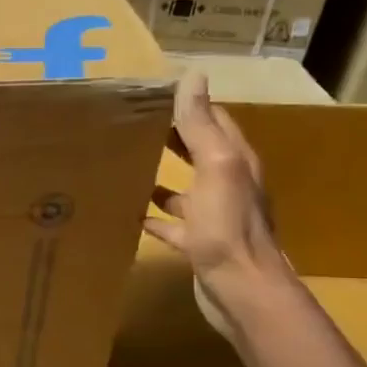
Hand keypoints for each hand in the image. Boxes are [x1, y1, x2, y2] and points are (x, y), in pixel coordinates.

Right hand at [143, 73, 293, 338]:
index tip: (149, 95)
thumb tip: (193, 76)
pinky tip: (129, 213)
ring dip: (160, 175)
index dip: (186, 105)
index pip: (213, 121)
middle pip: (197, 151)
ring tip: (125, 163)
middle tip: (129, 124)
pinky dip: (153, 215)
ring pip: (183, 188)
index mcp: (235, 162)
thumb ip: (202, 125)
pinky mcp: (198, 244)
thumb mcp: (217, 167)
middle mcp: (227, 185)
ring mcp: (213, 216)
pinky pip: (172, 224)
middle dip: (169, 136)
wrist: (242, 291)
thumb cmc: (228, 227)